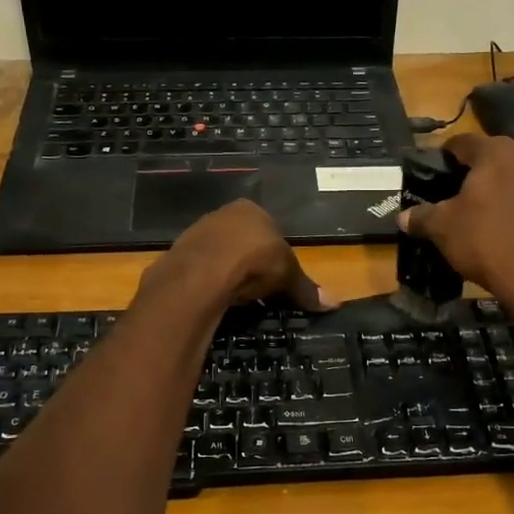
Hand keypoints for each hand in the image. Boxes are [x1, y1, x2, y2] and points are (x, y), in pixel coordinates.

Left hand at [139, 200, 337, 312]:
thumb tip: (335, 303)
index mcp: (251, 210)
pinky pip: (199, 268)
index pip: (267, 229)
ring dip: (227, 272)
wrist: (203, 271)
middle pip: (241, 240)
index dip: (274, 254)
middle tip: (258, 289)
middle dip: (249, 262)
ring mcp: (197, 231)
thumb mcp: (288, 275)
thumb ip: (306, 288)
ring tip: (237, 296)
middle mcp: (222, 214)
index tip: (277, 277)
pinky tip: (215, 296)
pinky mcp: (178, 252)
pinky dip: (208, 281)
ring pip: (218, 253)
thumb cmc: (254, 261)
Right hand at [398, 133, 513, 322]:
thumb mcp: (443, 229)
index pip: (461, 142)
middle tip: (453, 199)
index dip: (443, 157)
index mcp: (496, 152)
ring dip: (498, 194)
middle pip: (492, 160)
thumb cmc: (487, 242)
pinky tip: (508, 235)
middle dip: (472, 176)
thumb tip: (402, 217)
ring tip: (481, 219)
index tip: (432, 175)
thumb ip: (421, 217)